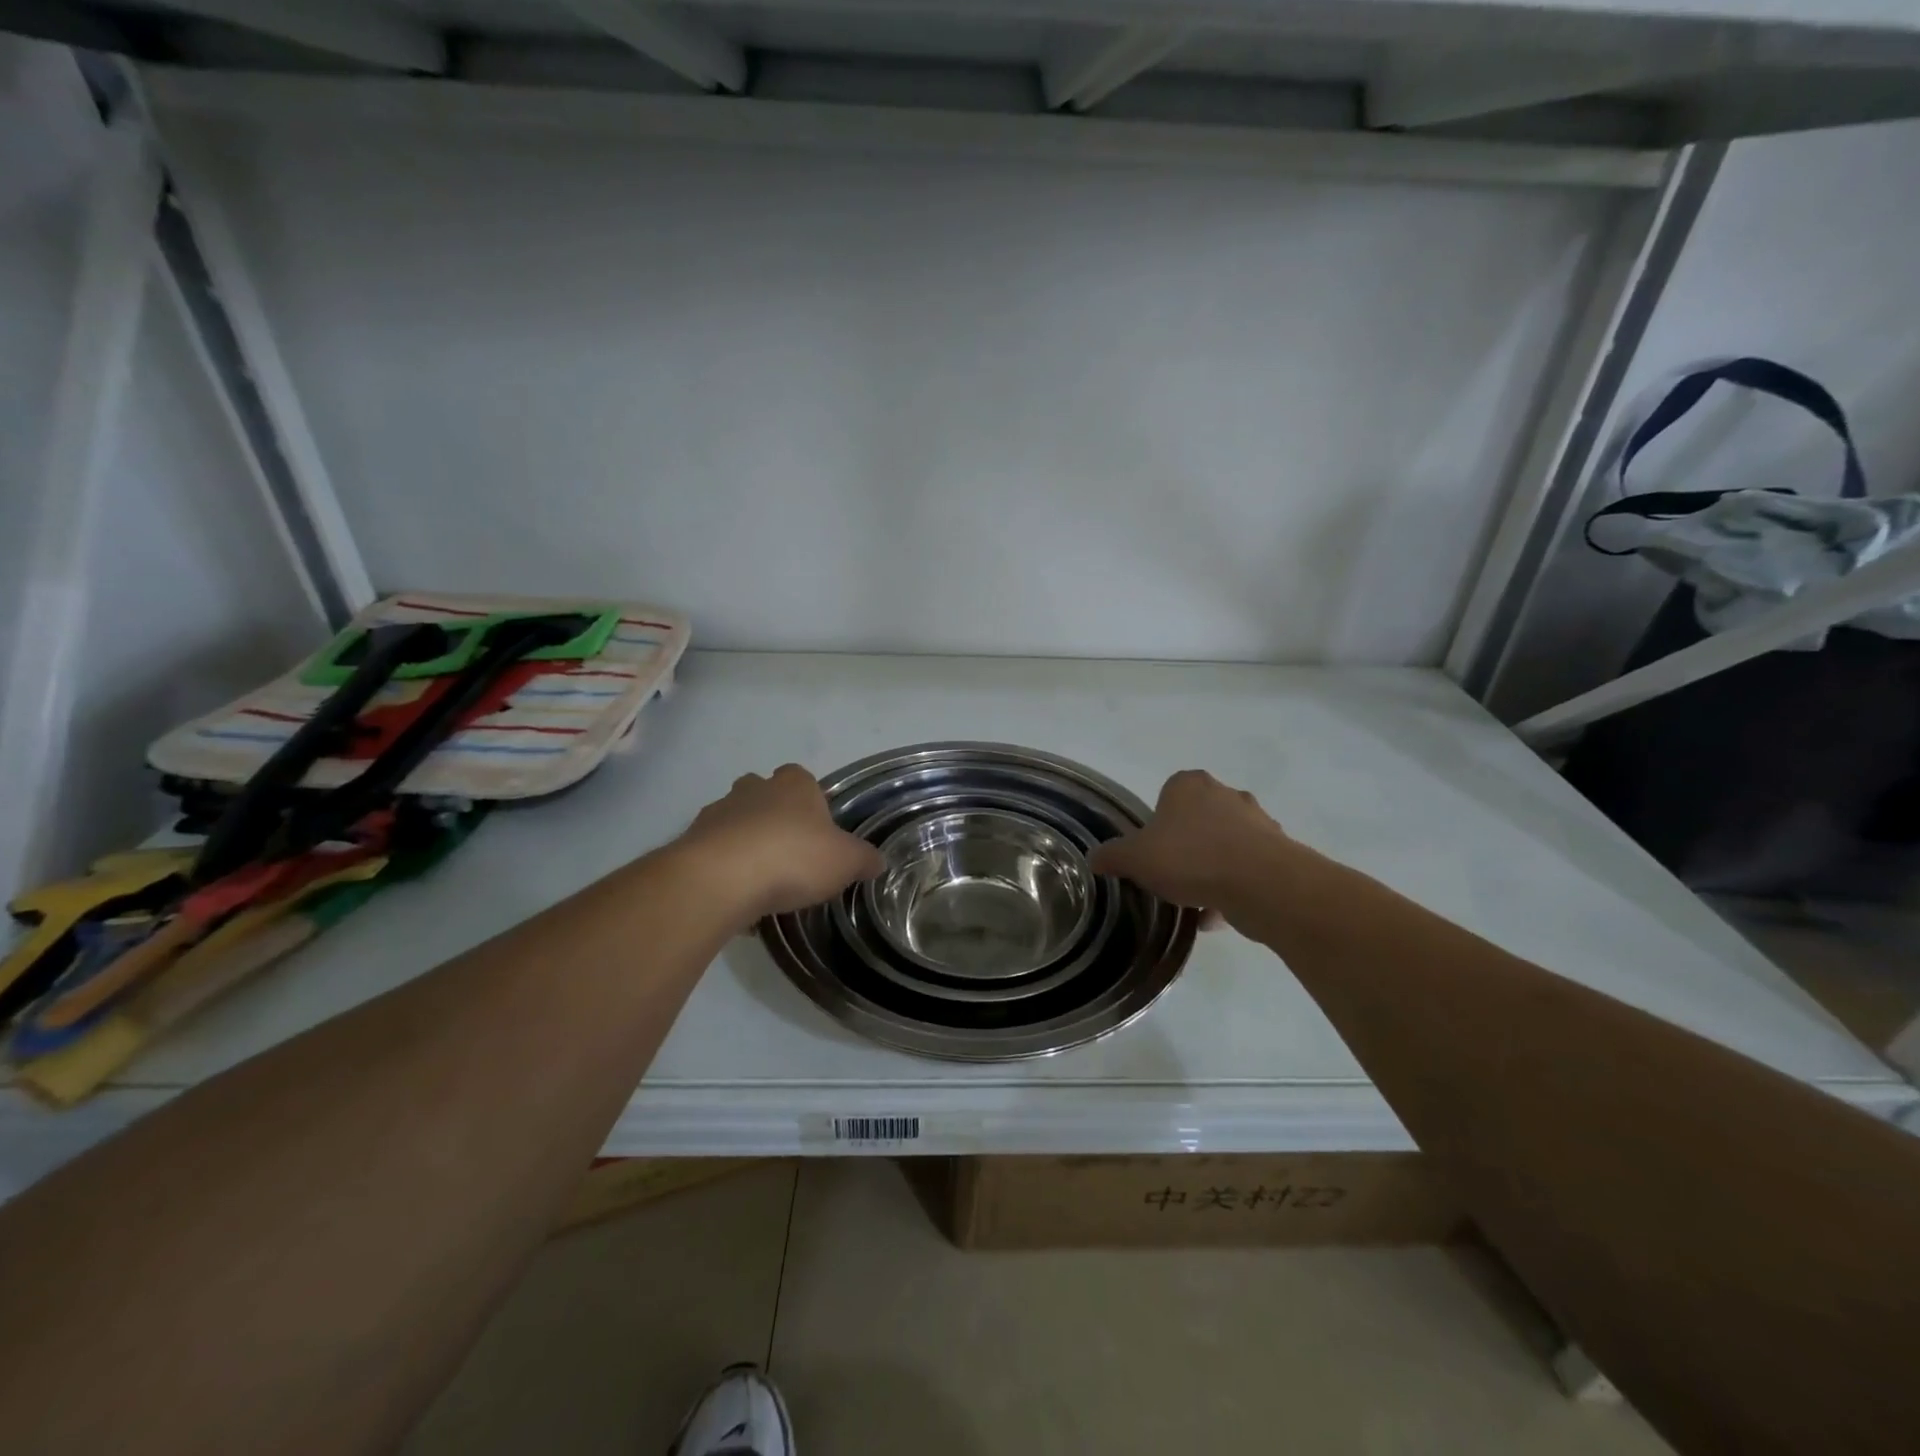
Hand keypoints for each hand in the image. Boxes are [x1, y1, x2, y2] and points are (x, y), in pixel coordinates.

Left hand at [676, 764, 882, 925]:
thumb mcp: (846, 862)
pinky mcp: (692, 842)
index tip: (817, 831)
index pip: (803, 778)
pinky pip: (715, 854)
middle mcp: (754, 789)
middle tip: (790, 854)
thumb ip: (864, 859)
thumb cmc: (793, 857)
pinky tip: (738, 900)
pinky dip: (725, 871)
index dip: (811, 802)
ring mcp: (718, 813)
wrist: (721, 879)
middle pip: (764, 795)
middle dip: (774, 818)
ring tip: (762, 883)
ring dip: (746, 844)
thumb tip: (878, 861)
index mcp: (794, 784)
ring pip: (736, 823)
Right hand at [1090, 770, 1292, 920]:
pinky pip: (1246, 869)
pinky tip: (1218, 914)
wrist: (1261, 884)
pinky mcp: (1279, 851)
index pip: (1166, 796)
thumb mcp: (1135, 858)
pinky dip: (1232, 888)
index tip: (1152, 854)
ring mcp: (1257, 821)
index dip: (1157, 826)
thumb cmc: (1190, 858)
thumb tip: (1093, 858)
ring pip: (1223, 846)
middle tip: (1171, 877)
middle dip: (1185, 848)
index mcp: (1189, 785)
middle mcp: (1225, 793)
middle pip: (1197, 821)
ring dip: (1210, 871)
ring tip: (1195, 902)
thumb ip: (1112, 856)